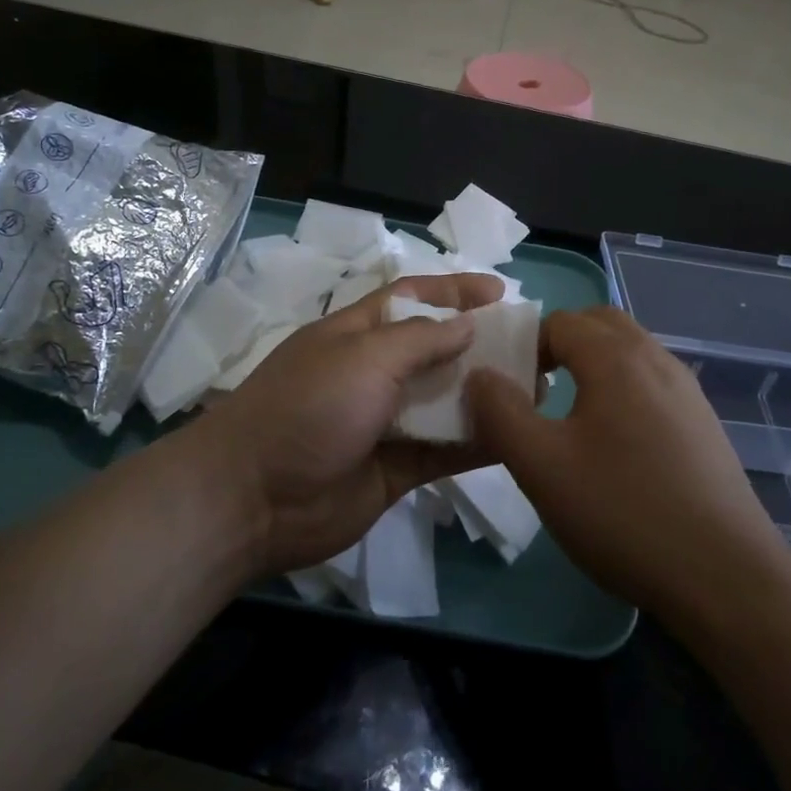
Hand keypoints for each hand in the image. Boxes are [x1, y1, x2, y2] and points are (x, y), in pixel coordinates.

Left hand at [198, 271, 506, 577]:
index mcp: (357, 333)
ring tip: (537, 390)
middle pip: (436, 350)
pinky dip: (477, 443)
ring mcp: (385, 423)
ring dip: (486, 395)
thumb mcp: (364, 357)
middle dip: (480, 345)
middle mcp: (374, 373)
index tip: (502, 292)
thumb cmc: (308, 408)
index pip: (413, 298)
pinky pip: (445, 451)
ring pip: (446, 402)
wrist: (253, 499)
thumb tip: (468, 324)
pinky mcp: (396, 469)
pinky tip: (517, 437)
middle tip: (532, 347)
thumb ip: (421, 340)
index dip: (455, 291)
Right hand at [466, 306, 780, 614]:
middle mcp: (657, 359)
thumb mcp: (541, 466)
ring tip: (570, 419)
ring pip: (630, 353)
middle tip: (537, 390)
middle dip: (561, 344)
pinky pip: (653, 384)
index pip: (560, 321)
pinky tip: (616, 447)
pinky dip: (623, 391)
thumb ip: (500, 412)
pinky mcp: (704, 425)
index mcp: (616, 358)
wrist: (726, 577)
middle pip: (600, 324)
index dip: (525, 347)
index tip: (511, 392)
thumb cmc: (623, 512)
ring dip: (594, 366)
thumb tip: (480, 375)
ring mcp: (688, 391)